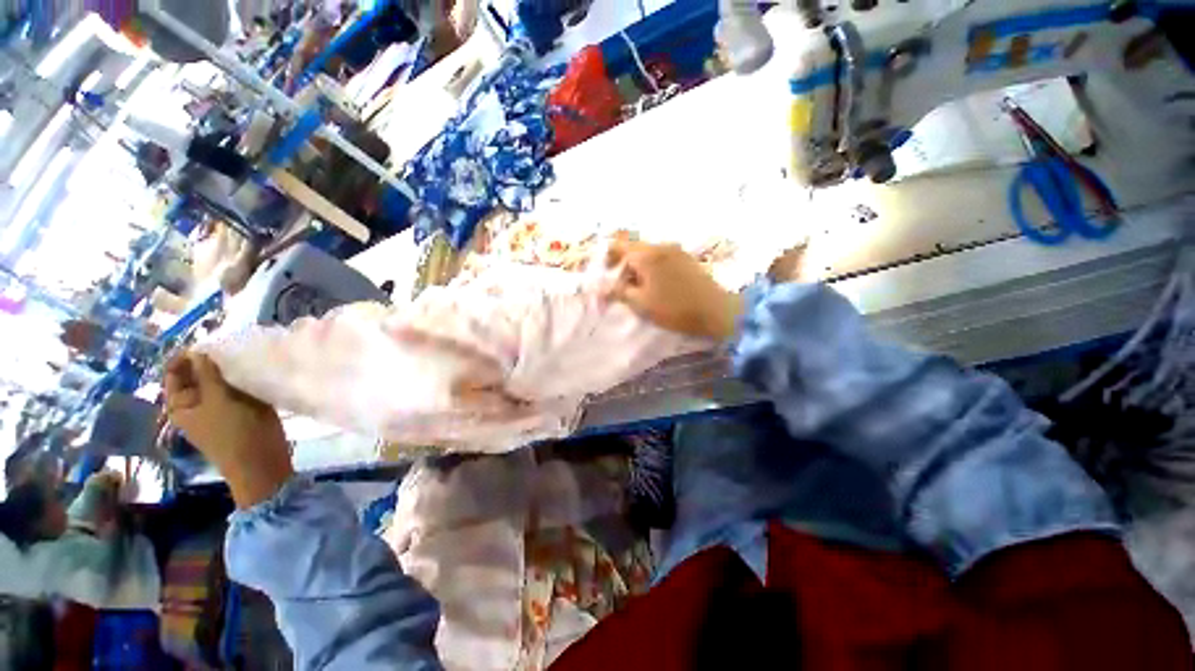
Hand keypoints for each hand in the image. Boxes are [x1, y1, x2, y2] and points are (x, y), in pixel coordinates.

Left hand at [164, 353, 293, 508]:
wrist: (261, 458)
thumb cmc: (232, 433)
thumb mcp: (217, 402)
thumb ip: (208, 375)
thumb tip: (201, 351)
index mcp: (181, 403)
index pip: (175, 372)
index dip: (185, 357)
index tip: (205, 343)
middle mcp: (198, 401)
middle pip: (199, 373)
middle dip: (211, 360)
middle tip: (228, 346)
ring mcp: (221, 404)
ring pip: (222, 378)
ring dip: (231, 368)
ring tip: (243, 355)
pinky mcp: (244, 406)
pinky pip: (241, 385)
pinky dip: (245, 376)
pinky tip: (255, 368)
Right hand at [605, 240, 744, 339]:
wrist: (716, 311)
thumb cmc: (674, 309)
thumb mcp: (641, 304)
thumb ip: (619, 292)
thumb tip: (600, 287)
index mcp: (647, 255)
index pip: (618, 245)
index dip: (608, 258)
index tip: (605, 275)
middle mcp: (660, 246)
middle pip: (633, 247)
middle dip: (623, 263)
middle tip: (621, 285)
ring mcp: (676, 250)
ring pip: (648, 252)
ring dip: (638, 266)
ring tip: (639, 287)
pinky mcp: (686, 258)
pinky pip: (661, 256)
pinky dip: (652, 266)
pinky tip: (656, 284)